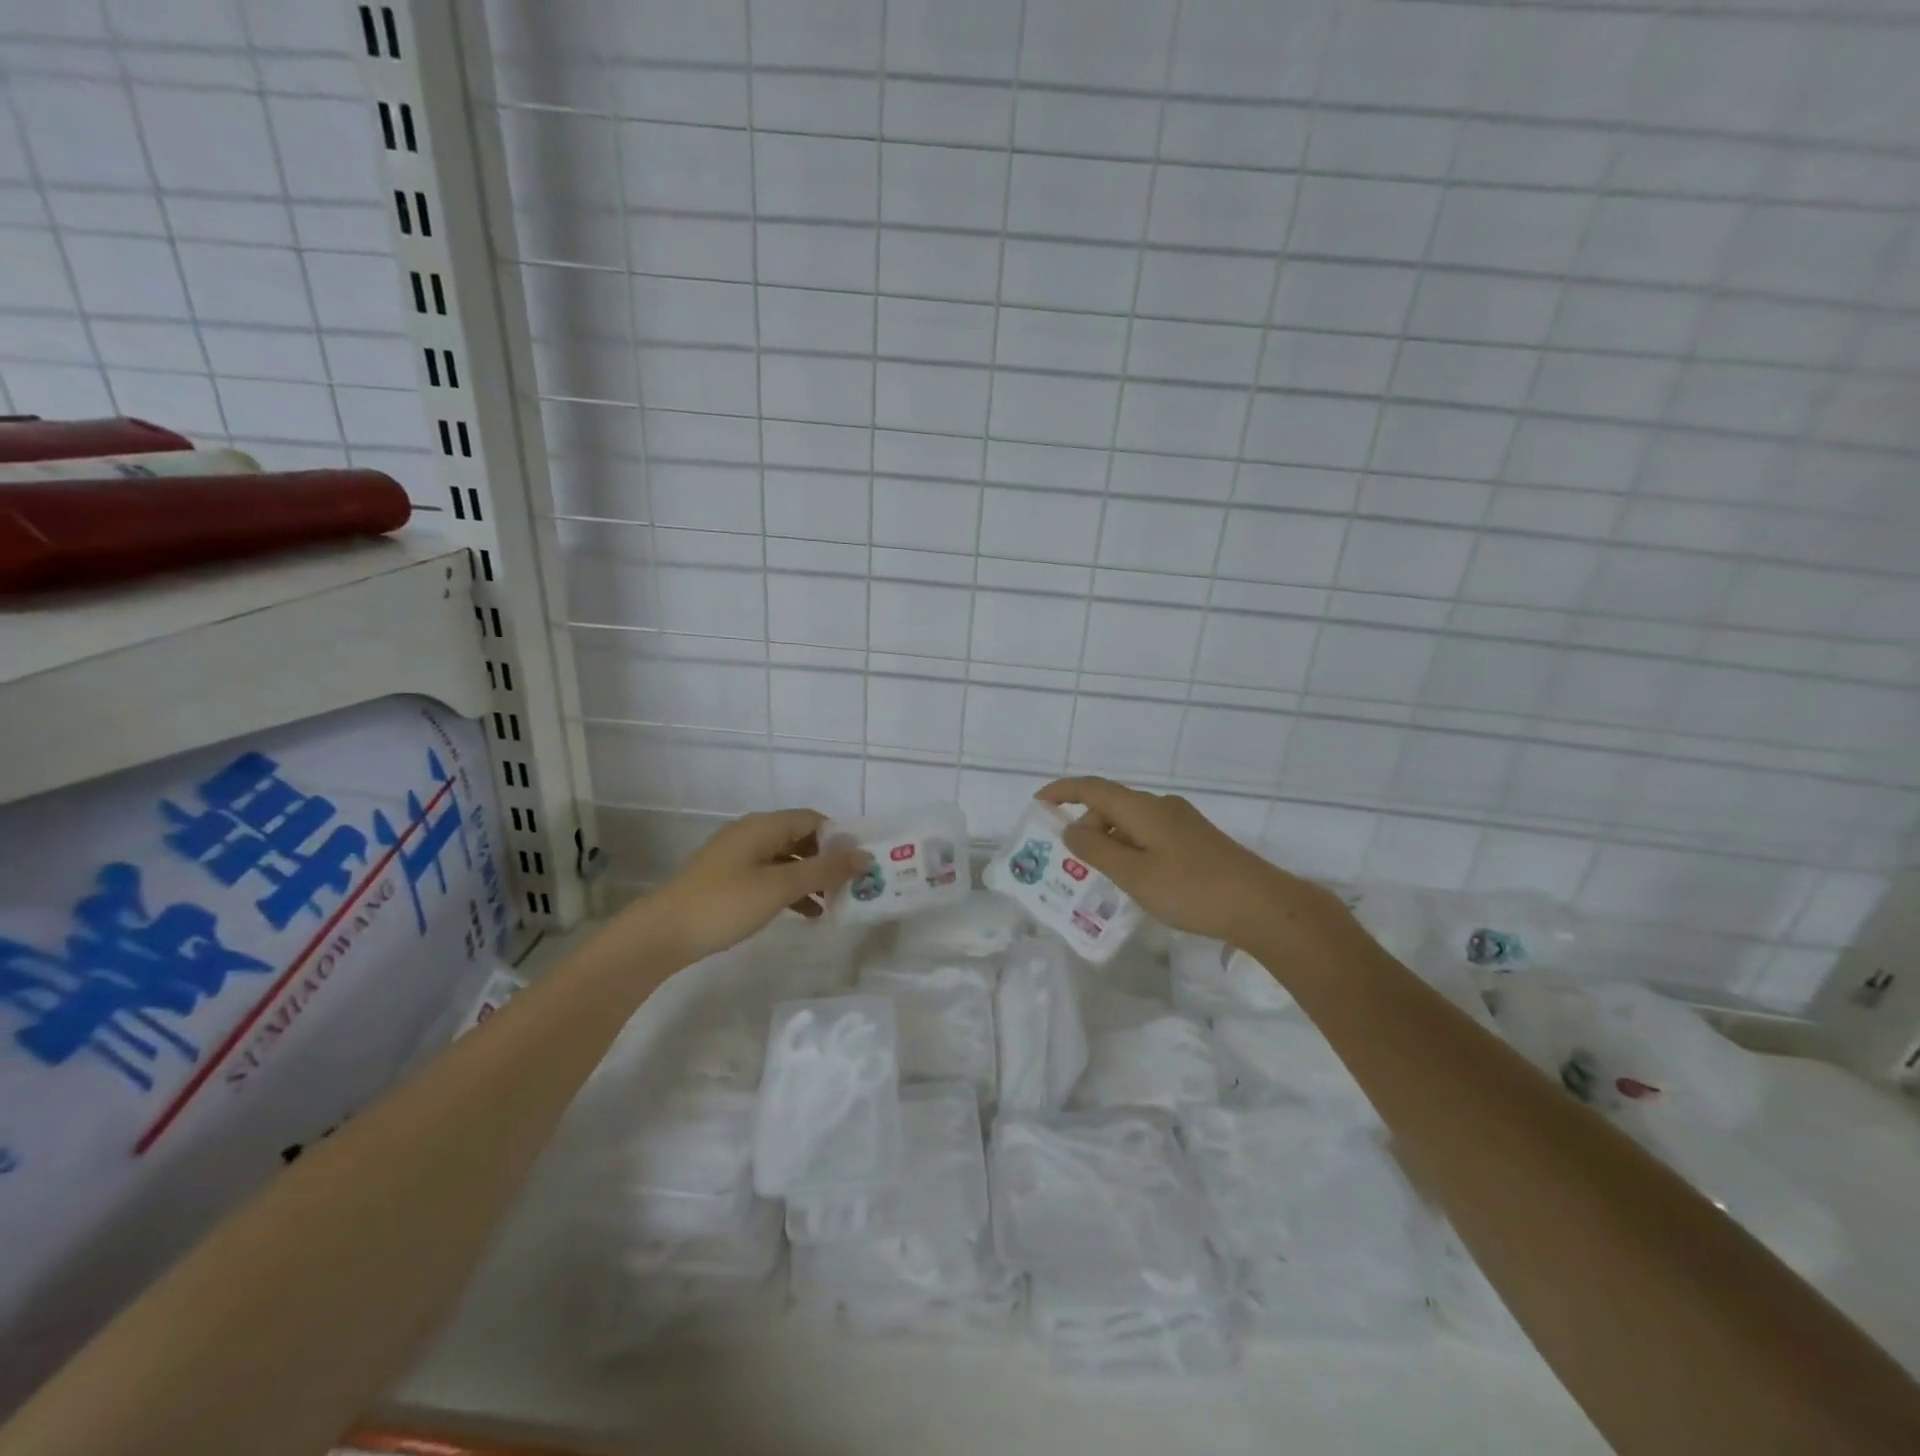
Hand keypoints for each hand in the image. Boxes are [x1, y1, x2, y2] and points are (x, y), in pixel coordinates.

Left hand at [646, 809, 867, 963]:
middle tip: (853, 885)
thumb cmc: (725, 904)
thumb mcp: (780, 887)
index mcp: (763, 826)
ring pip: (787, 859)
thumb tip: (864, 856)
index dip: (840, 838)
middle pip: (801, 838)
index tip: (861, 864)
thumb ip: (824, 870)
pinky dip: (791, 889)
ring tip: (836, 903)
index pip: (814, 820)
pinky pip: (771, 876)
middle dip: (828, 860)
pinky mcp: (729, 879)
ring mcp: (738, 857)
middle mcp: (752, 833)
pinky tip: (807, 913)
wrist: (662, 934)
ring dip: (812, 878)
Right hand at [1037, 777, 1347, 951]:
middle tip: (1069, 862)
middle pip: (1111, 805)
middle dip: (1086, 827)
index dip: (1062, 791)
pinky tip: (1134, 880)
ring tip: (1098, 878)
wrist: (1262, 905)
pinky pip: (1149, 836)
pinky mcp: (1196, 841)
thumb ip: (1097, 851)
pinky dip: (1130, 850)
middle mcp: (1161, 806)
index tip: (1038, 803)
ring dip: (1109, 842)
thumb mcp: (1134, 875)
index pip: (1092, 788)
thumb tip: (1072, 830)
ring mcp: (1182, 822)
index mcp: (1142, 808)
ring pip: (1131, 823)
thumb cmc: (1191, 889)